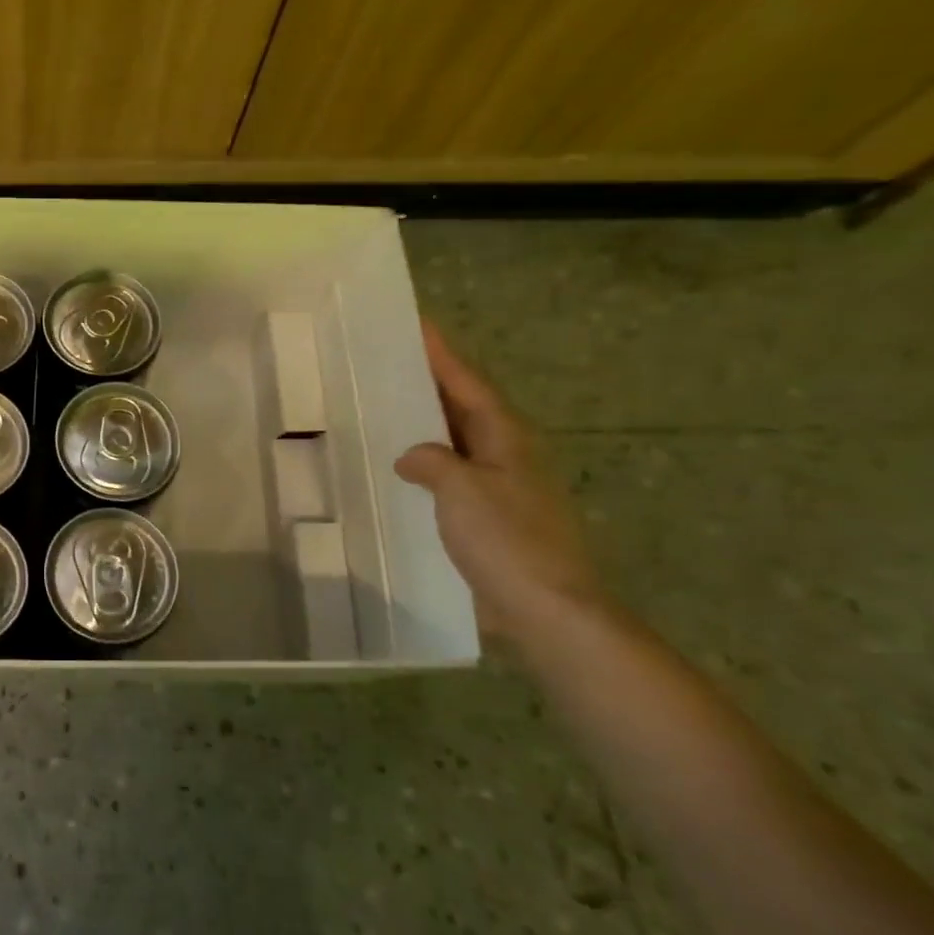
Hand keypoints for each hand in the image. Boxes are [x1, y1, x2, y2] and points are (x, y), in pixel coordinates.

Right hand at [395, 320, 610, 649]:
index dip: (442, 355)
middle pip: (463, 408)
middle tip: (391, 362)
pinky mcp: (488, 518)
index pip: (468, 385)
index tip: (417, 324)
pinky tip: (400, 473)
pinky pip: (450, 477)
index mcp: (506, 439)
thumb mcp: (463, 491)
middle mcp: (506, 456)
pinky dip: (426, 465)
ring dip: (426, 425)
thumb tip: (412, 457)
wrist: (546, 609)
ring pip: (456, 443)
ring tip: (387, 410)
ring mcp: (499, 488)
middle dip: (431, 384)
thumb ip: (432, 462)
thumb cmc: (507, 541)